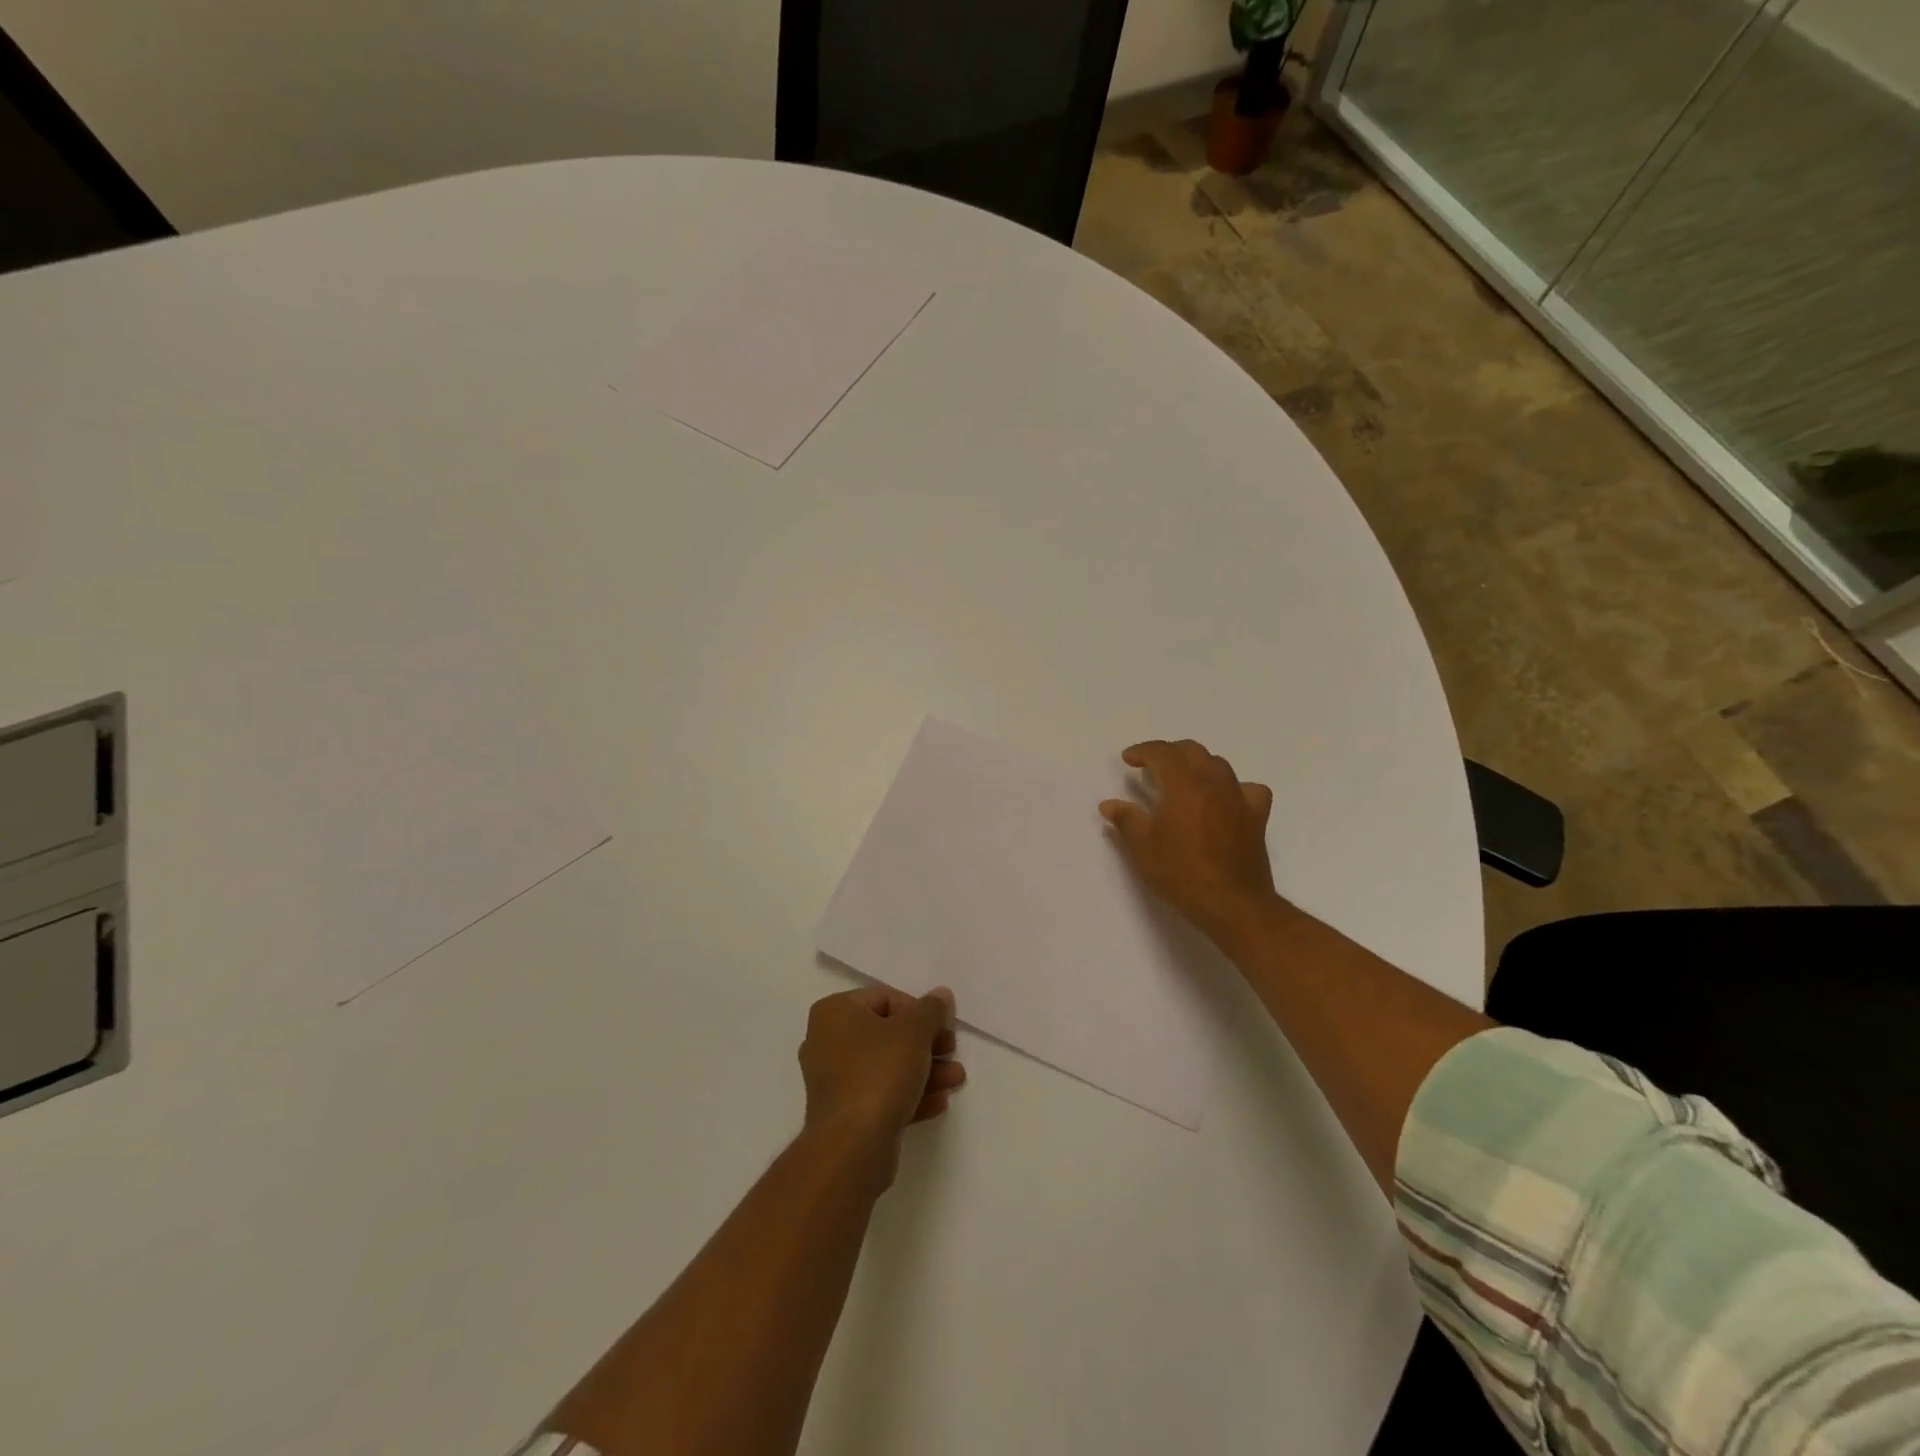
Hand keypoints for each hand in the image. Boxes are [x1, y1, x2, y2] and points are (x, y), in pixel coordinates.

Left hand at [799, 985, 964, 1181]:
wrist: (852, 1147)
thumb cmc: (879, 1073)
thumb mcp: (915, 1031)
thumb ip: (932, 1009)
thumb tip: (941, 995)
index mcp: (835, 1012)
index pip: (885, 998)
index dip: (920, 1011)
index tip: (943, 1028)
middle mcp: (827, 1041)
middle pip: (888, 1034)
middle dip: (926, 1045)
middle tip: (952, 1051)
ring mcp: (834, 1081)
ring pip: (887, 1067)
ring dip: (925, 1071)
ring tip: (955, 1080)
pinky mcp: (845, 1114)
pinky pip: (881, 1095)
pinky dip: (909, 1095)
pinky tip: (938, 1103)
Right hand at [1099, 739, 1281, 948]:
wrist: (1232, 903)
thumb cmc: (1182, 873)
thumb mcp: (1143, 848)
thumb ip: (1126, 819)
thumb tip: (1109, 804)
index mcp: (1184, 783)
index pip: (1162, 752)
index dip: (1143, 751)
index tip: (1128, 759)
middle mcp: (1214, 781)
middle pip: (1192, 751)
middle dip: (1169, 753)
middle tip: (1151, 767)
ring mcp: (1239, 797)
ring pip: (1218, 764)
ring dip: (1197, 764)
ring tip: (1182, 781)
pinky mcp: (1256, 816)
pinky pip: (1247, 788)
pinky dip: (1232, 787)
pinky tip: (1224, 800)